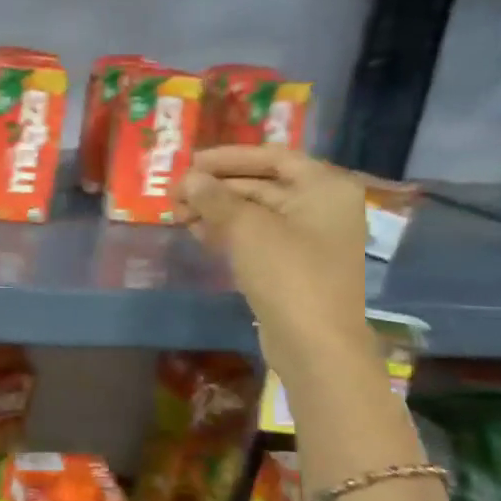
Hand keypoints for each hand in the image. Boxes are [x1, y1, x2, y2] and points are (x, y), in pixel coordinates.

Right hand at [180, 145, 366, 349]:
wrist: (315, 344)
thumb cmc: (288, 274)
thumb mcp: (246, 229)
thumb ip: (215, 198)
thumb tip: (190, 179)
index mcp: (324, 187)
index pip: (272, 156)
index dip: (229, 157)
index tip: (191, 163)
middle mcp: (322, 207)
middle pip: (262, 184)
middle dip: (217, 188)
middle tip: (176, 194)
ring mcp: (309, 239)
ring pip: (256, 213)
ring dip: (217, 210)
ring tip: (178, 214)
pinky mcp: (294, 266)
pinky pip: (258, 237)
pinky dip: (228, 232)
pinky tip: (197, 233)